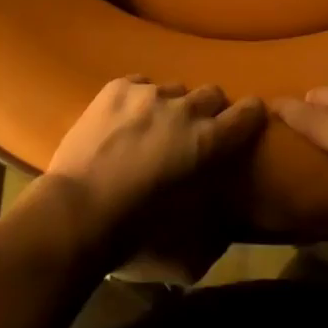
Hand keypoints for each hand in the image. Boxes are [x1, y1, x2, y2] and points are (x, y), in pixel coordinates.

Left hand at [45, 76, 265, 248]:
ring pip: (173, 88)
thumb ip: (211, 227)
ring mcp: (148, 93)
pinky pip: (140, 83)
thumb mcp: (186, 244)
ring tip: (153, 126)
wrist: (76, 211)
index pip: (246, 114)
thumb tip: (221, 227)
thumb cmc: (134, 235)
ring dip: (170, 105)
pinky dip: (139, 99)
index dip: (250, 114)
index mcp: (207, 142)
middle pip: (210, 93)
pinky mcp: (117, 87)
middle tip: (194, 130)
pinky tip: (126, 118)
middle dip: (209, 109)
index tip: (250, 117)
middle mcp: (183, 109)